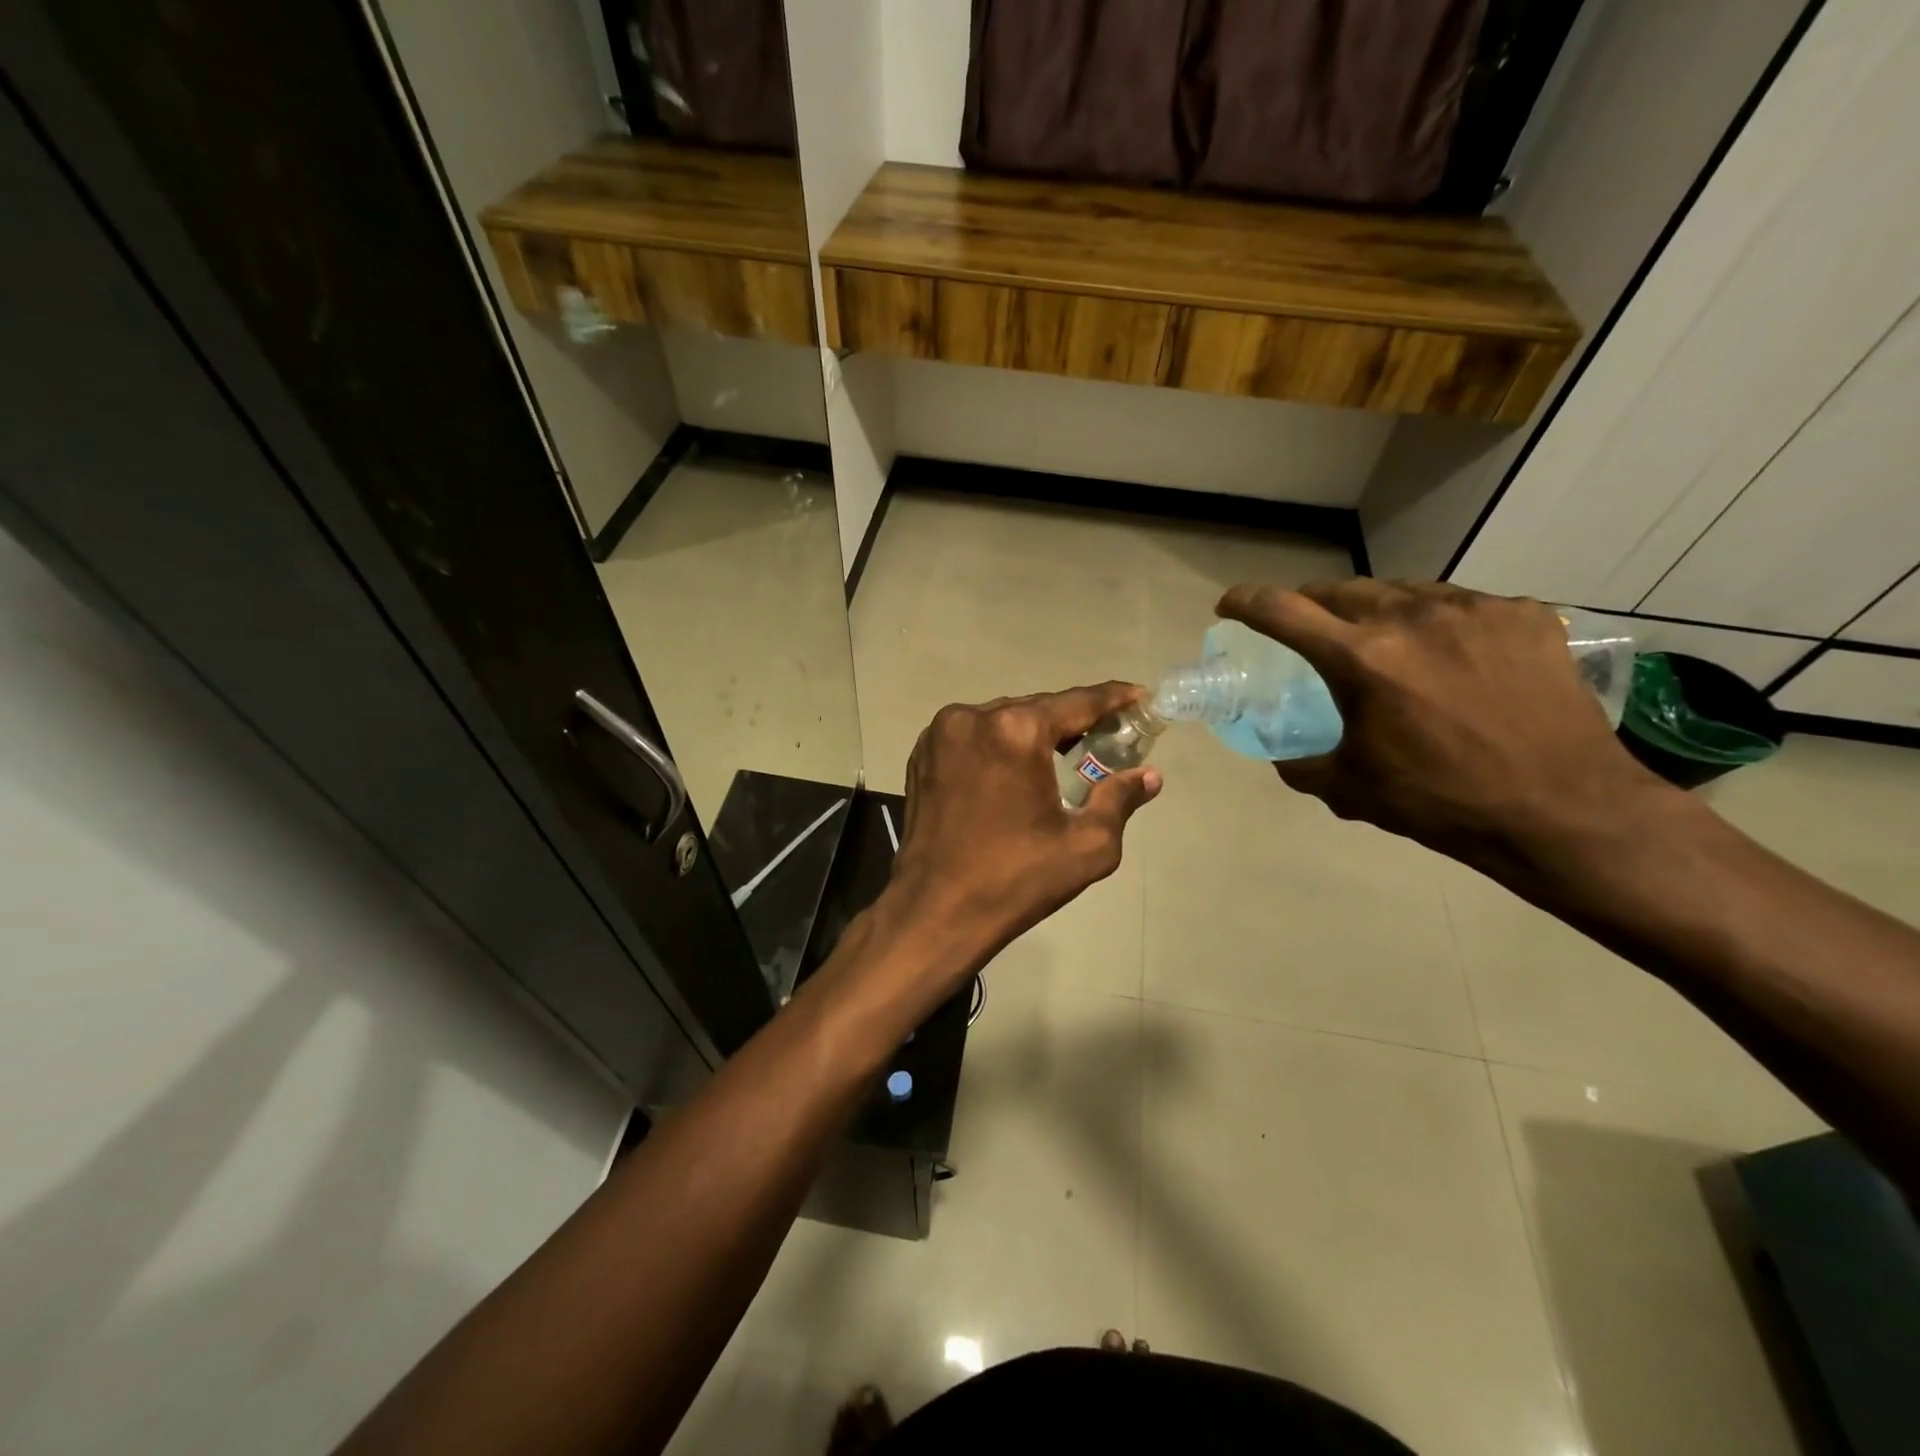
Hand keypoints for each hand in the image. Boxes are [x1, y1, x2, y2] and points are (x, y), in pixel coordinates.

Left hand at [883, 683, 1161, 983]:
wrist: (936, 911)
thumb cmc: (1016, 880)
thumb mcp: (1086, 845)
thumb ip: (1119, 799)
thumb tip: (1148, 776)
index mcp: (1016, 731)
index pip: (1078, 702)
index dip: (1113, 699)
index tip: (1139, 697)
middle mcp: (974, 717)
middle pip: (1038, 708)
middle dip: (1072, 723)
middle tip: (1103, 741)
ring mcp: (941, 733)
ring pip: (1003, 719)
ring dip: (1033, 734)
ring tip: (1061, 759)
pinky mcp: (923, 752)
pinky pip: (974, 735)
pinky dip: (999, 745)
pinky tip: (1015, 771)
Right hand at [1217, 580, 1669, 875]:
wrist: (1562, 810)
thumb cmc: (1441, 802)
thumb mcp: (1350, 789)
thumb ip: (1302, 766)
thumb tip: (1283, 757)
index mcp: (1361, 659)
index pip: (1282, 611)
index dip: (1245, 602)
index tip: (1230, 606)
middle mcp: (1412, 618)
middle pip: (1341, 590)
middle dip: (1313, 606)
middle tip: (1311, 630)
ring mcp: (1473, 610)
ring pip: (1402, 591)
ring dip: (1377, 611)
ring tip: (1385, 643)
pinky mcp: (1524, 615)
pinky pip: (1462, 605)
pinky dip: (1439, 623)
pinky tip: (1452, 657)